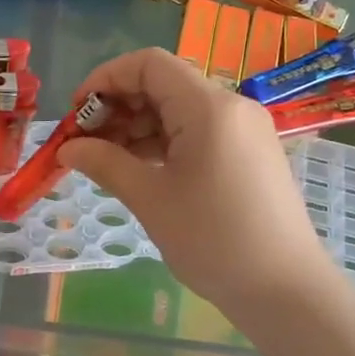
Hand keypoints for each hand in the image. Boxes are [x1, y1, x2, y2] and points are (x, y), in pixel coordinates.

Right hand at [57, 49, 327, 310]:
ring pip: (179, 109)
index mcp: (208, 107)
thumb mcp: (150, 199)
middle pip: (163, 83)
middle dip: (118, 106)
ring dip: (138, 126)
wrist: (286, 291)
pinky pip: (197, 131)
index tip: (76, 112)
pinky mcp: (248, 153)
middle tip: (86, 142)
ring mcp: (243, 130)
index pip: (149, 64)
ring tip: (106, 160)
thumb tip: (68, 148)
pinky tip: (140, 169)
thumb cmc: (214, 240)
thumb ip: (105, 163)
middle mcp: (230, 106)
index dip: (105, 78)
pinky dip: (163, 142)